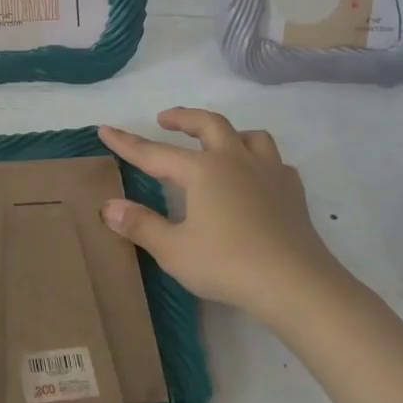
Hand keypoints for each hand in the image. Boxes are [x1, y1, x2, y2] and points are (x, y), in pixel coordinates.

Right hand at [98, 108, 359, 329]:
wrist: (297, 284)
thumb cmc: (228, 265)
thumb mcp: (173, 250)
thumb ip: (140, 225)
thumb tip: (108, 206)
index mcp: (203, 171)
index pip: (154, 153)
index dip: (127, 142)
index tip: (105, 129)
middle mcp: (235, 161)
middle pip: (209, 124)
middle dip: (184, 118)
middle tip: (165, 119)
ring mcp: (269, 173)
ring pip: (250, 136)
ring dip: (228, 133)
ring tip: (216, 143)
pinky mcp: (293, 192)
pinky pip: (275, 163)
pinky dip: (260, 161)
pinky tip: (255, 177)